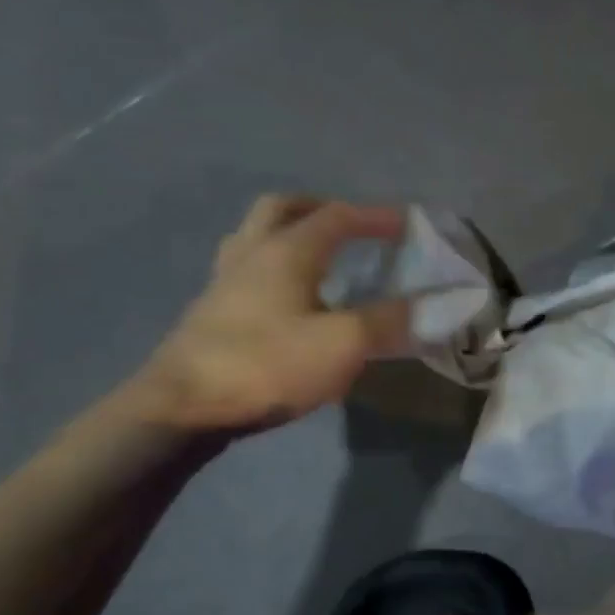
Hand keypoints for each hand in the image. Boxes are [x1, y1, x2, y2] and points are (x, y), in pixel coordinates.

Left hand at [126, 196, 409, 431]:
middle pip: (281, 209)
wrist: (182, 407)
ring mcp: (223, 283)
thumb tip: (432, 305)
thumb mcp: (342, 344)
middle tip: (348, 226)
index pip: (337, 216)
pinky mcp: (209, 313)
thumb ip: (388, 321)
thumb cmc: (267, 365)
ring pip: (255, 236)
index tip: (407, 222)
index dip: (375, 215)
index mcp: (287, 251)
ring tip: (317, 258)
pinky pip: (245, 271)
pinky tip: (286, 300)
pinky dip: (272, 269)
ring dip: (288, 234)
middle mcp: (252, 254)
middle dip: (319, 208)